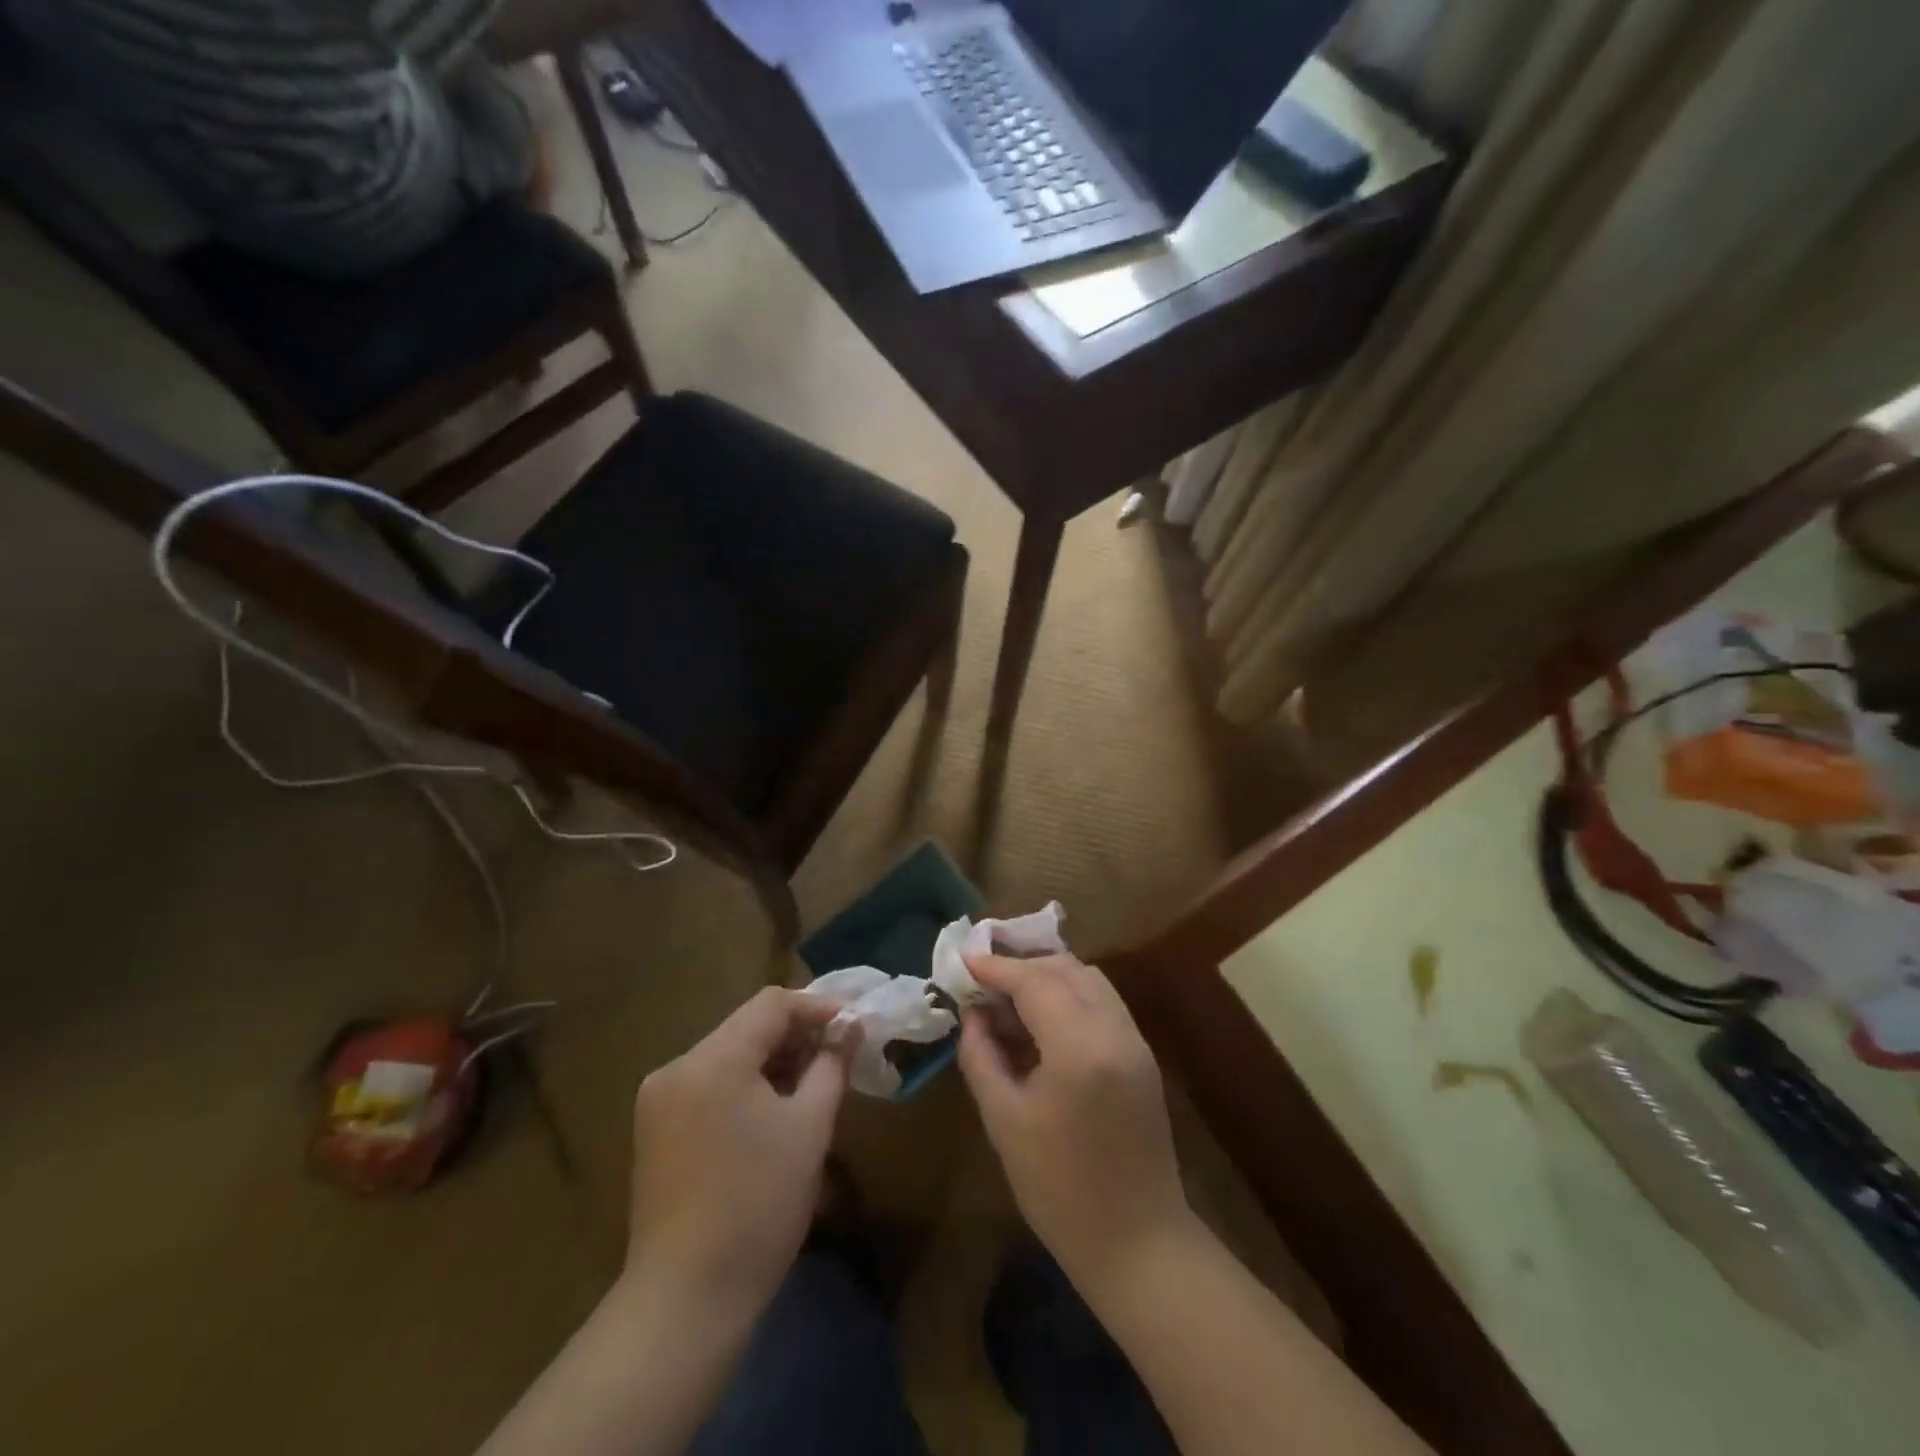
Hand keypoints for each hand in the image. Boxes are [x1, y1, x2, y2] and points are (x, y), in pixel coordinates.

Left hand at [626, 988, 848, 1311]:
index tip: (854, 1027)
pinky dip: (746, 1087)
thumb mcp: (809, 1127)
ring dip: (773, 1063)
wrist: (686, 1300)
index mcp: (711, 1059)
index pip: (771, 1004)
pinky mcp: (655, 1131)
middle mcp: (677, 1068)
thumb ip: (832, 1065)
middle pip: (747, 1028)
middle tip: (839, 1059)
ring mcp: (659, 1101)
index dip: (817, 1008)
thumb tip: (850, 1027)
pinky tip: (774, 1115)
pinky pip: (710, 1086)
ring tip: (813, 1087)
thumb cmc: (758, 1204)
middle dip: (797, 1038)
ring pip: (729, 1057)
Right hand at [956, 953, 1194, 1288]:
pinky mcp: (1143, 1055)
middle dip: (1022, 966)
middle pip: (1066, 969)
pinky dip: (1070, 995)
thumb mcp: (1004, 1121)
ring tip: (1009, 996)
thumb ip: (982, 1056)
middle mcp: (1115, 1030)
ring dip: (1048, 976)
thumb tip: (972, 1014)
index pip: (1035, 982)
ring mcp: (1135, 1041)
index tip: (964, 960)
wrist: (1138, 1243)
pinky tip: (1042, 1018)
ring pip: (1089, 980)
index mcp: (1080, 1047)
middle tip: (983, 981)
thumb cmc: (1059, 1189)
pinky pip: (1103, 1002)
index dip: (996, 968)